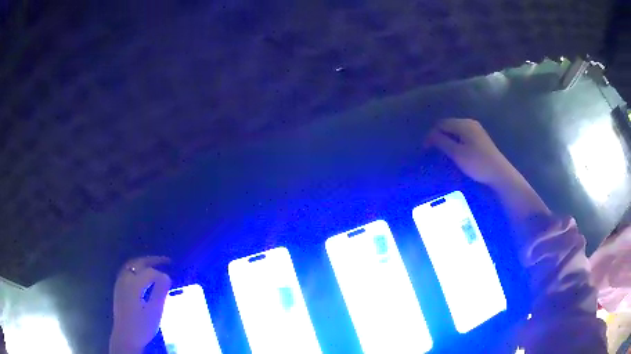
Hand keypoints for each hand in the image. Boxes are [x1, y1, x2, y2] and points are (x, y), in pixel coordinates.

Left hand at [110, 256, 171, 353]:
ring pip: (131, 265)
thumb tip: (166, 276)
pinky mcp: (118, 288)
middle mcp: (124, 279)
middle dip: (153, 260)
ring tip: (156, 264)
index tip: (171, 282)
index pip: (150, 272)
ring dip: (144, 262)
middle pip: (138, 262)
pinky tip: (143, 274)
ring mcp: (120, 283)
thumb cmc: (141, 327)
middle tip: (167, 261)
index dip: (162, 275)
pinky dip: (137, 267)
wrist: (126, 337)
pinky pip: (127, 270)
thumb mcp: (154, 312)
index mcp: (133, 285)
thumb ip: (160, 292)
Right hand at [425, 118, 517, 186]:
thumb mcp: (457, 154)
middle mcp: (470, 123)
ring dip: (447, 139)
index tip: (425, 148)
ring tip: (442, 152)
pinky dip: (455, 141)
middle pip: (449, 125)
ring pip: (456, 130)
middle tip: (432, 150)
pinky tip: (455, 151)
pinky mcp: (480, 138)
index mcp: (464, 124)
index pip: (441, 124)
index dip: (431, 134)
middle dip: (439, 135)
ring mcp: (476, 130)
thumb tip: (430, 135)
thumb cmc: (477, 163)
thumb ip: (442, 142)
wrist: (499, 173)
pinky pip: (463, 135)